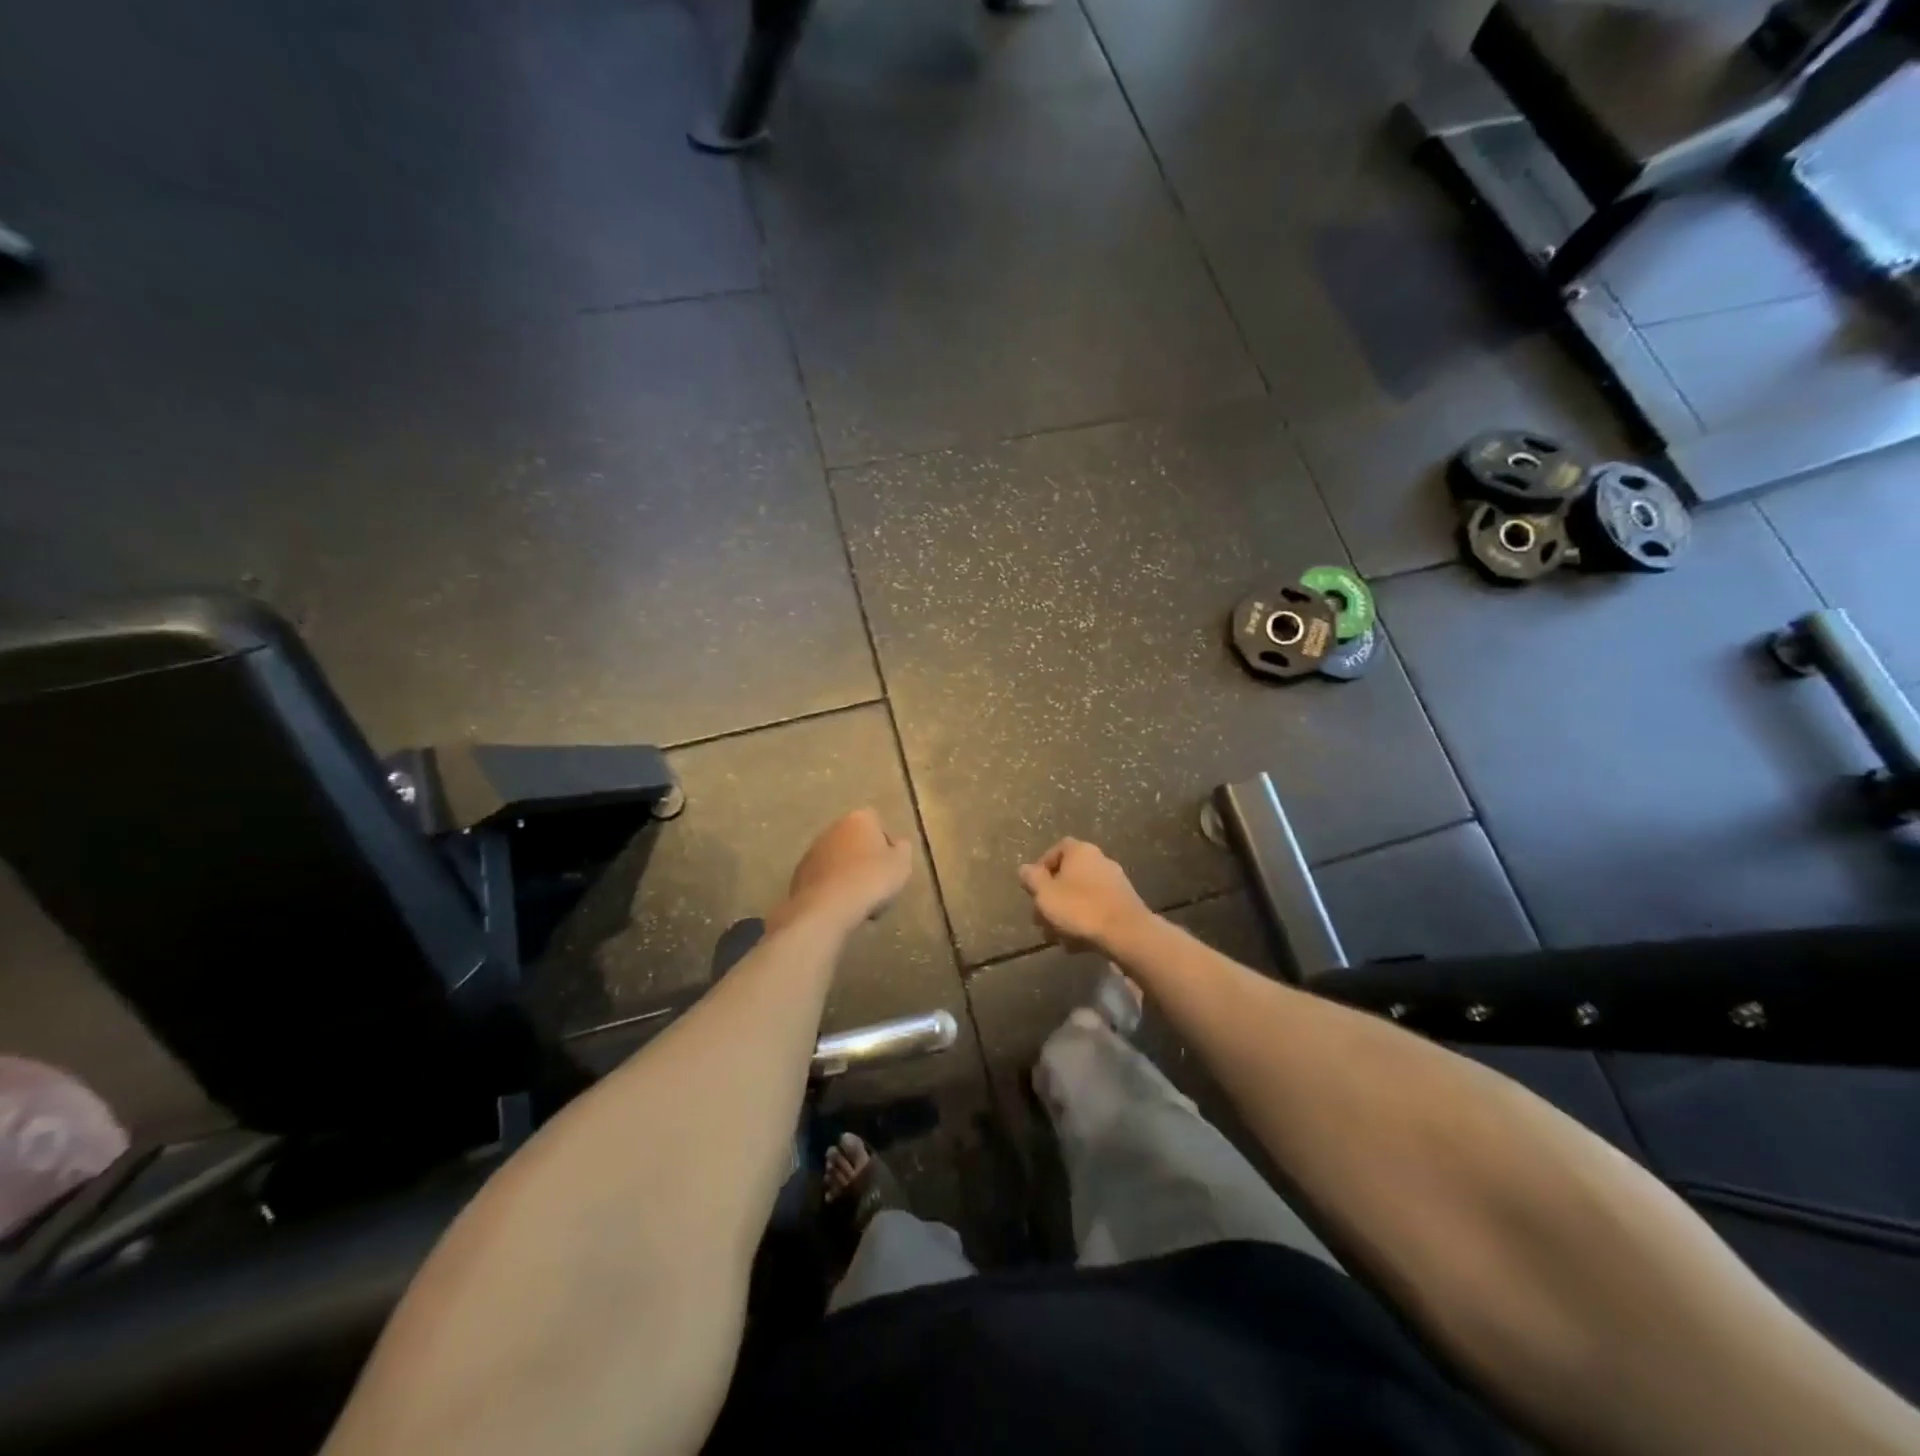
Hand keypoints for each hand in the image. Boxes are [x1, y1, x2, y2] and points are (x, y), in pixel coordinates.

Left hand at [770, 809, 913, 933]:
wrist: (827, 907)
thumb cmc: (871, 879)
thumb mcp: (902, 864)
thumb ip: (903, 849)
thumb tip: (897, 845)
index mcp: (859, 818)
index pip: (878, 823)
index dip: (886, 845)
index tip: (891, 866)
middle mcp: (833, 827)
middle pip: (856, 841)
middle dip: (866, 859)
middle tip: (876, 884)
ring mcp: (813, 849)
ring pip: (839, 859)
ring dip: (848, 873)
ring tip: (859, 900)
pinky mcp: (800, 873)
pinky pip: (824, 877)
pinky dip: (833, 887)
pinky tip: (841, 906)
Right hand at [1018, 838, 1149, 951]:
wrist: (1126, 933)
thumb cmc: (1079, 909)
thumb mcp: (1045, 894)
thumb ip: (1032, 879)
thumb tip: (1025, 869)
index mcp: (1080, 851)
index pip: (1056, 849)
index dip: (1042, 868)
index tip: (1033, 889)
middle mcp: (1099, 860)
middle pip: (1068, 875)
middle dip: (1052, 898)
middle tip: (1041, 919)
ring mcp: (1115, 882)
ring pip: (1081, 895)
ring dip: (1066, 914)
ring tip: (1057, 937)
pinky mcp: (1124, 903)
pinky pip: (1097, 908)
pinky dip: (1085, 922)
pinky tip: (1077, 944)